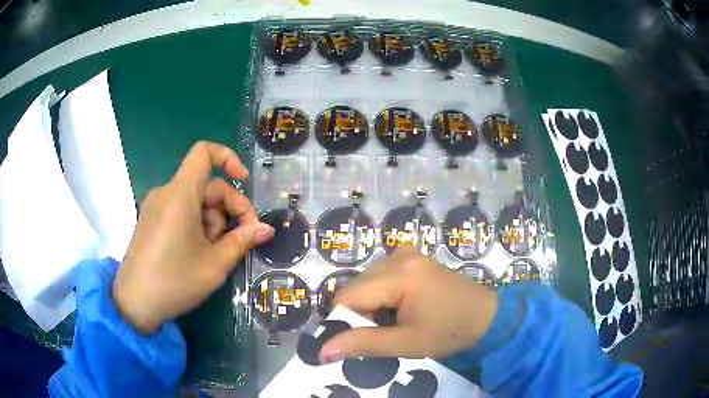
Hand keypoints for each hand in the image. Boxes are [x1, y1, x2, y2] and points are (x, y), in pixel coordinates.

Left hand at [113, 142, 273, 333]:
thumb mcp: (215, 264)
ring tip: (215, 254)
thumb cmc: (175, 281)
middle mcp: (166, 193)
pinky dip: (197, 225)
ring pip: (195, 201)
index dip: (228, 159)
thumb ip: (242, 240)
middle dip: (229, 208)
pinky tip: (199, 253)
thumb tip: (266, 229)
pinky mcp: (151, 220)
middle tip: (242, 239)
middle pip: (206, 185)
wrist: (134, 303)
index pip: (204, 153)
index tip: (244, 183)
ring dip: (213, 222)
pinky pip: (180, 211)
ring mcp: (156, 207)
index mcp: (180, 194)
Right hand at [320, 248, 497, 362]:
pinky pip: (379, 277)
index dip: (346, 320)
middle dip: (362, 313)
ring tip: (396, 320)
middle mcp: (398, 255)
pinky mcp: (411, 257)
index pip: (346, 296)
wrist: (486, 316)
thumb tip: (323, 350)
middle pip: (356, 287)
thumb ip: (363, 343)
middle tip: (386, 331)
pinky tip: (401, 307)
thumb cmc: (450, 332)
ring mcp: (405, 253)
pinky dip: (382, 295)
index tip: (363, 339)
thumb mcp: (407, 343)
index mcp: (399, 274)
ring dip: (371, 305)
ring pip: (365, 283)